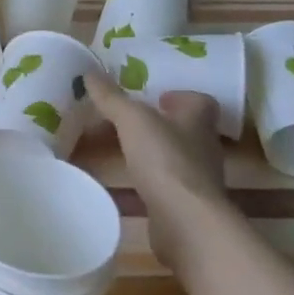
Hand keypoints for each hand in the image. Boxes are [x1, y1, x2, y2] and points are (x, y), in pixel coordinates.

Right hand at [86, 73, 226, 272]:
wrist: (186, 222)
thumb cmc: (165, 160)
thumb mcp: (132, 120)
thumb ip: (112, 98)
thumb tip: (90, 72)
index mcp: (197, 120)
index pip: (200, 101)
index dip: (180, 96)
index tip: (156, 97)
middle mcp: (203, 146)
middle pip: (185, 128)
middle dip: (159, 123)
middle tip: (127, 120)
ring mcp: (198, 178)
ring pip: (175, 155)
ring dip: (153, 150)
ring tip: (121, 148)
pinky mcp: (187, 204)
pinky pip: (168, 182)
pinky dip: (150, 177)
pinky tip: (128, 179)